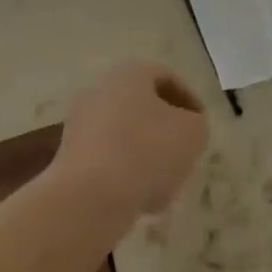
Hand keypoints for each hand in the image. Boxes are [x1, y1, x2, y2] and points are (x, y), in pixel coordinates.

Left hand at [53, 60, 208, 218]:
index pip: (166, 78)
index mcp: (129, 73)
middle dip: (166, 130)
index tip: (201, 126)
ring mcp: (80, 122)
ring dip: (147, 154)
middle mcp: (100, 89)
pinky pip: (107, 157)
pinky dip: (126, 172)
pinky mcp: (70, 155)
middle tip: (184, 152)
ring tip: (166, 183)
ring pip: (125, 133)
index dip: (189, 101)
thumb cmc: (147, 151)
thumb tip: (186, 126)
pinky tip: (141, 198)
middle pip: (143, 106)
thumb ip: (196, 123)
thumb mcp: (192, 133)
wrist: (90, 196)